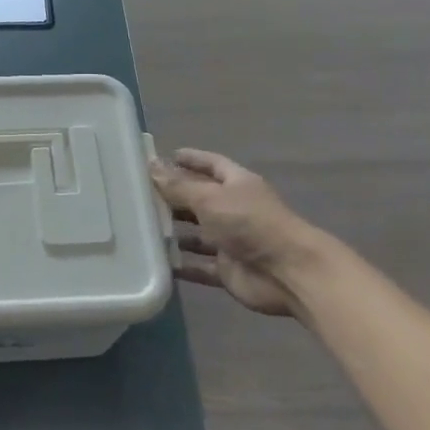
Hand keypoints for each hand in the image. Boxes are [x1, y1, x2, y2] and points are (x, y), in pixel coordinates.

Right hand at [150, 149, 333, 316]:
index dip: (192, 159)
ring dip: (174, 233)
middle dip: (174, 197)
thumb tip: (151, 166)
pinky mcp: (229, 270)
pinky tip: (157, 262)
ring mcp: (232, 241)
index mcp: (237, 184)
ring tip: (141, 228)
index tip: (166, 156)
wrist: (289, 273)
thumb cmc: (250, 224)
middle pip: (200, 200)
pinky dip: (182, 265)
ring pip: (197, 234)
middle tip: (140, 195)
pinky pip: (200, 266)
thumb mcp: (210, 198)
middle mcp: (235, 210)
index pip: (212, 164)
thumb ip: (179, 186)